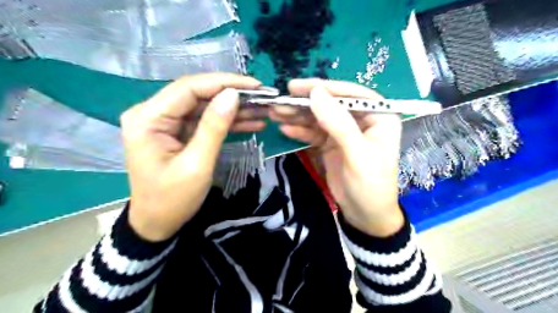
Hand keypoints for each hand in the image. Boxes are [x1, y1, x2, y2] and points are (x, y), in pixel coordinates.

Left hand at [121, 73, 261, 241]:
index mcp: (148, 118)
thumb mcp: (197, 164)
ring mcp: (166, 123)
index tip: (254, 86)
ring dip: (233, 109)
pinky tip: (250, 122)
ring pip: (205, 107)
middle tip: (262, 97)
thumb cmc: (172, 199)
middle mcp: (153, 113)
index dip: (223, 83)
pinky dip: (227, 122)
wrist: (158, 223)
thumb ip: (214, 127)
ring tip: (262, 110)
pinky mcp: (178, 132)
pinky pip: (205, 121)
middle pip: (198, 94)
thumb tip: (233, 95)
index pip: (189, 88)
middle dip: (232, 95)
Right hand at [270, 79, 403, 236]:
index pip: (352, 94)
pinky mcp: (331, 145)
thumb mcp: (357, 154)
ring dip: (298, 115)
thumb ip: (338, 123)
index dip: (326, 88)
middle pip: (331, 105)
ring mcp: (344, 132)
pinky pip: (314, 133)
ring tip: (276, 111)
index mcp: (379, 117)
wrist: (365, 216)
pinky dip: (300, 131)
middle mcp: (361, 120)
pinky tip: (285, 128)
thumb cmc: (371, 185)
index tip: (299, 87)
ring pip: (319, 118)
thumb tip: (316, 93)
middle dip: (306, 102)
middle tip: (281, 98)